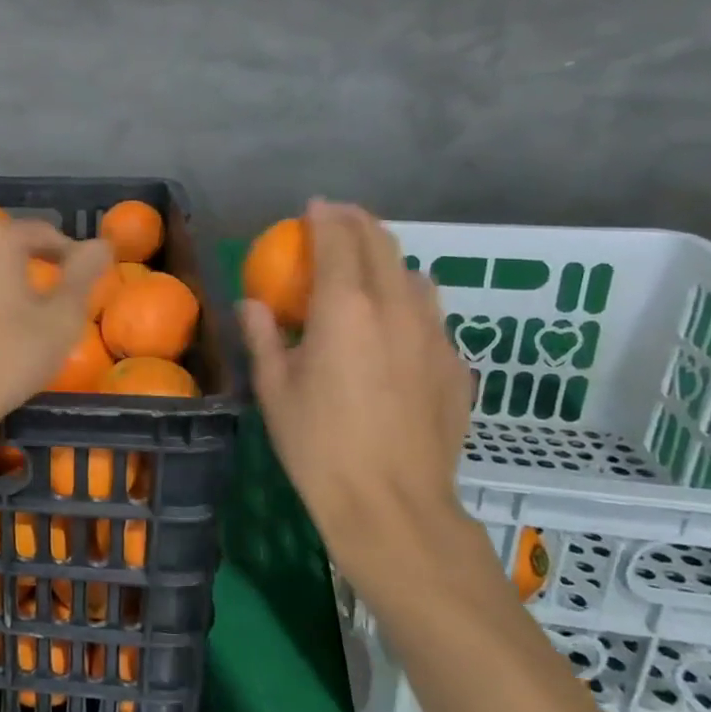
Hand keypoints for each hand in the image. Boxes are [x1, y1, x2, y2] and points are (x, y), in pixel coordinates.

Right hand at [239, 201, 480, 604]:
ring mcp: (434, 336)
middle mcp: (396, 308)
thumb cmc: (318, 445)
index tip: (313, 206)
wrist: (392, 505)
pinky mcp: (456, 367)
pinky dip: (410, 304)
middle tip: (339, 220)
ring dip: (390, 260)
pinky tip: (397, 330)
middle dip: (359, 223)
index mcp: (346, 308)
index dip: (325, 217)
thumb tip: (254, 304)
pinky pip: (433, 318)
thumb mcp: (274, 390)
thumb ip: (263, 337)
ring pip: (416, 277)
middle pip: (383, 245)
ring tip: (369, 269)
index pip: (339, 241)